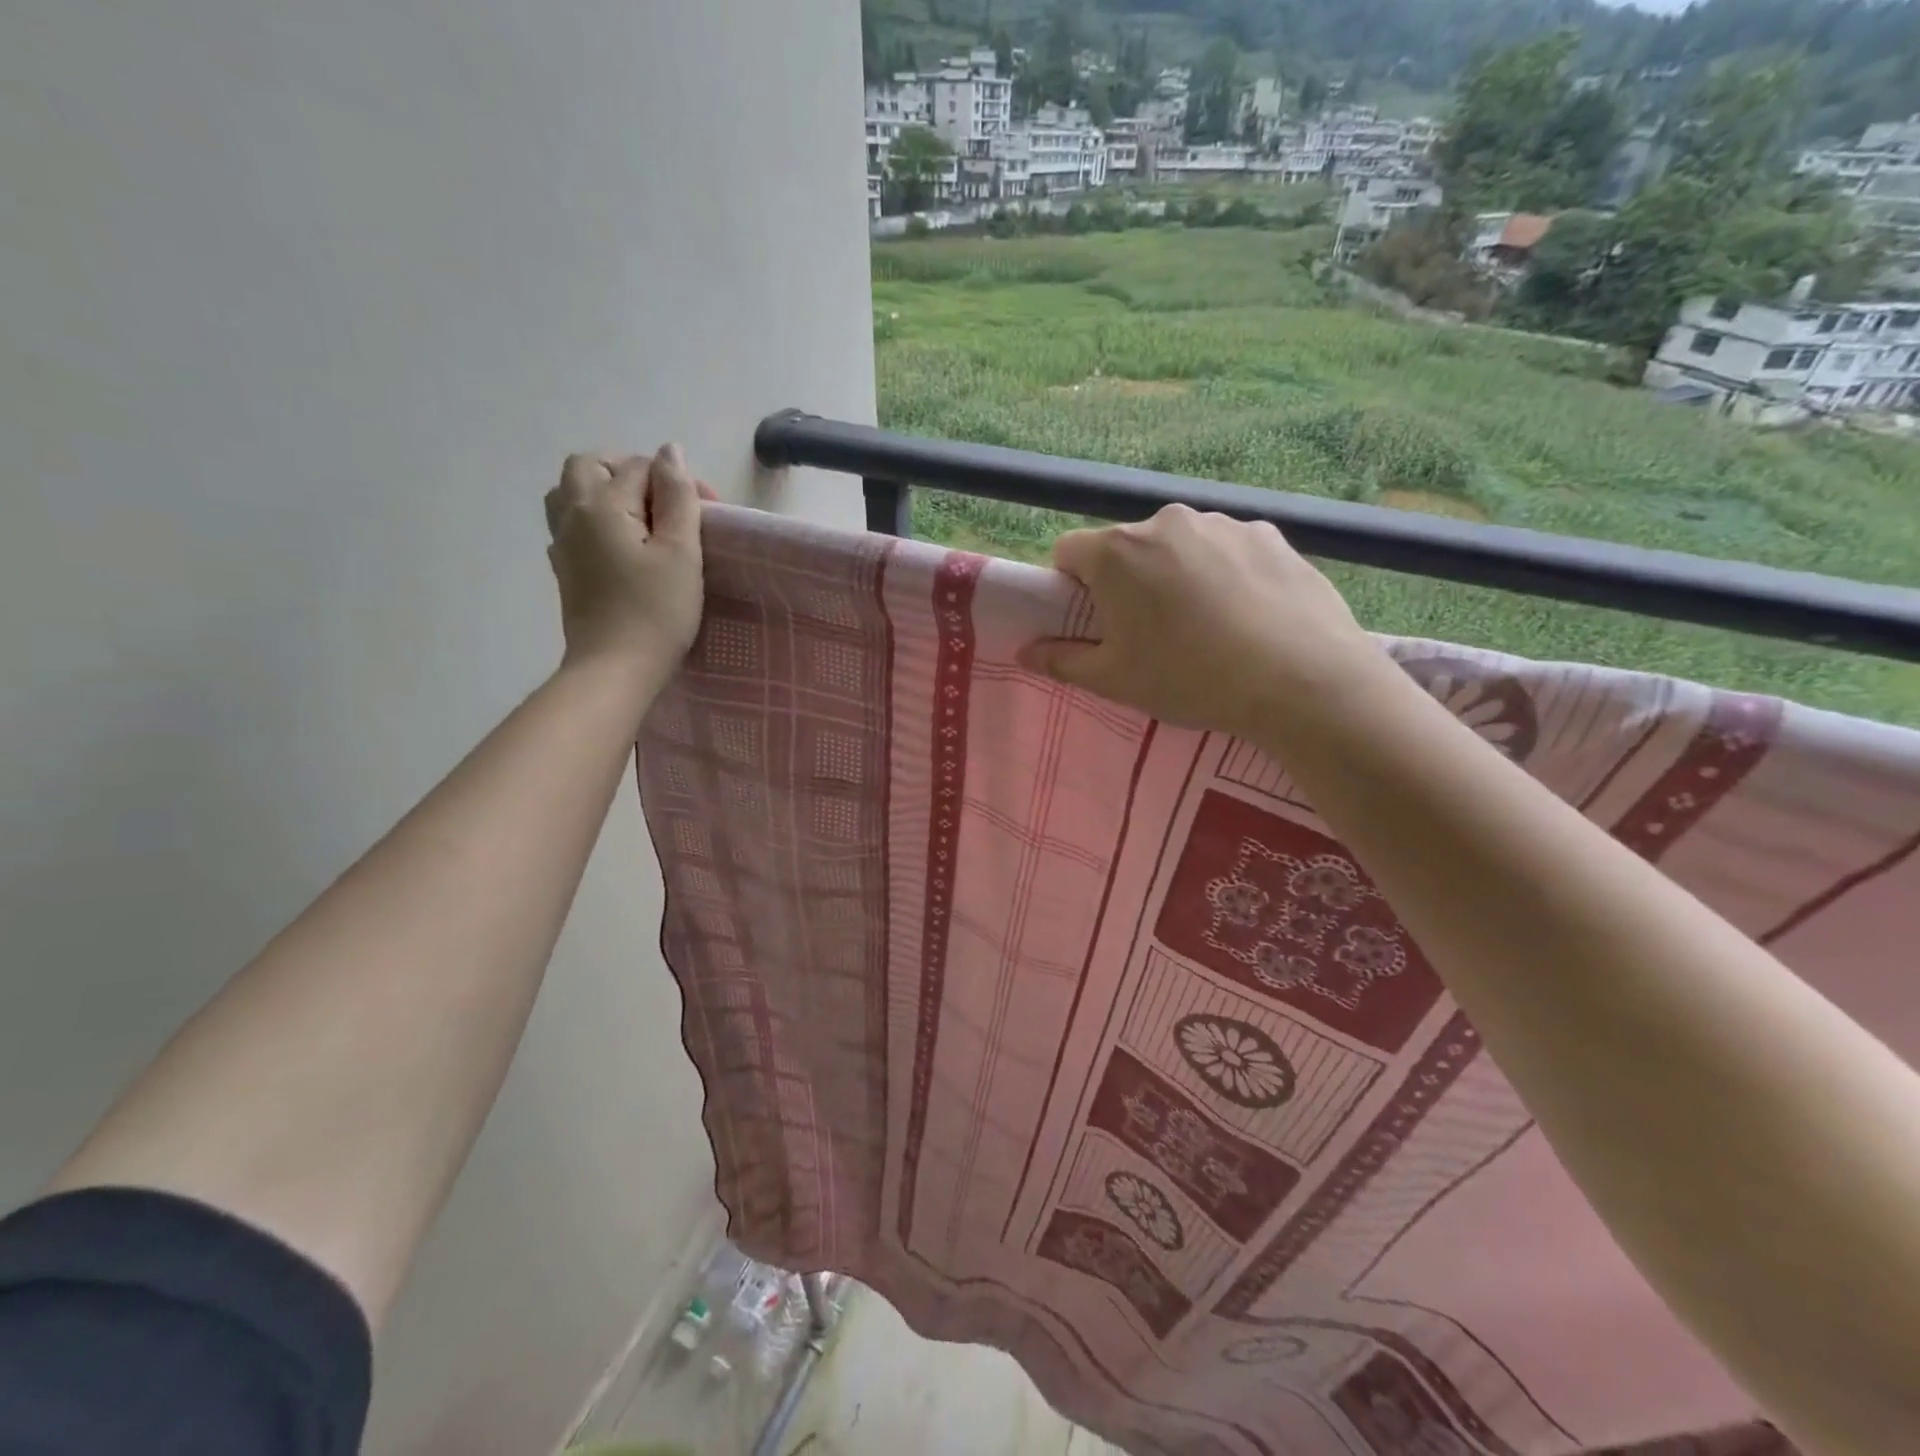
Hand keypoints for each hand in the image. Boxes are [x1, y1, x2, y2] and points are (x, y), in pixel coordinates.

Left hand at [544, 446, 706, 675]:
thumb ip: (678, 497)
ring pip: (571, 493)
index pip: (639, 467)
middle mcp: (573, 514)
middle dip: (629, 473)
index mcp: (603, 504)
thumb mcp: (681, 552)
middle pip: (590, 466)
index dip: (677, 481)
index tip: (708, 513)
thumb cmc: (656, 612)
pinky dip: (594, 520)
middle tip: (664, 503)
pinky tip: (620, 547)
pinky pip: (570, 524)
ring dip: (604, 492)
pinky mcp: (564, 570)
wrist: (615, 669)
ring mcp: (562, 544)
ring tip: (640, 520)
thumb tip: (670, 451)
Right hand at [1017, 505, 1390, 741]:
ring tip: (1206, 628)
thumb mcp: (1115, 680)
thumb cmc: (1190, 678)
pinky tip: (1246, 616)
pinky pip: (1227, 550)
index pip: (1069, 551)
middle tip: (1151, 633)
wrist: (1301, 680)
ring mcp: (1223, 523)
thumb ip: (1062, 662)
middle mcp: (1166, 521)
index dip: (1071, 587)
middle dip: (1127, 582)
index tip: (1095, 622)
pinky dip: (1224, 574)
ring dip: (1177, 575)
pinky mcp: (1270, 534)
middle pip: (1126, 547)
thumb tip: (1025, 652)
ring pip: (1179, 547)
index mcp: (1118, 552)